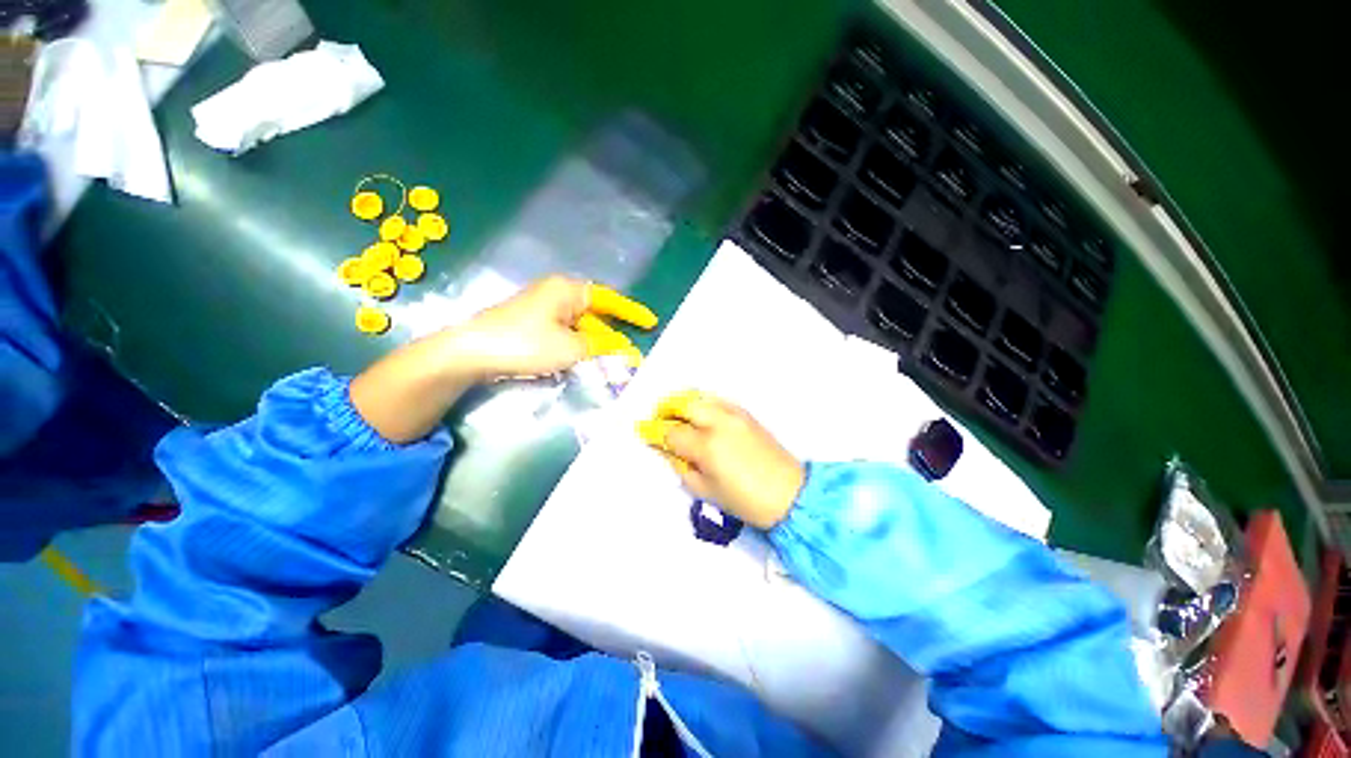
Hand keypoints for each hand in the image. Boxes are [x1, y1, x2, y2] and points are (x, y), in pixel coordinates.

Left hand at [448, 276, 657, 379]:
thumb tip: (624, 349)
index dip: (632, 312)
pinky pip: (563, 333)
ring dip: (592, 344)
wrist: (471, 352)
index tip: (650, 322)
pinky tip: (579, 362)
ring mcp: (541, 308)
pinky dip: (575, 347)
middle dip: (611, 335)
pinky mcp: (530, 324)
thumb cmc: (526, 344)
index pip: (610, 299)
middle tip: (627, 354)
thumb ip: (602, 347)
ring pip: (578, 326)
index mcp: (568, 290)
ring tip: (606, 363)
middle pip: (594, 314)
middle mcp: (556, 294)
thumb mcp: (572, 348)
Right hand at [637, 391, 804, 529]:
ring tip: (677, 415)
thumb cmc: (744, 500)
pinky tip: (700, 416)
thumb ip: (680, 466)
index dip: (655, 433)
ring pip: (701, 397)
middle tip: (659, 420)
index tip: (645, 433)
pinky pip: (718, 400)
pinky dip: (703, 404)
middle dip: (666, 409)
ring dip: (684, 404)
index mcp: (707, 446)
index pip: (672, 432)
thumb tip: (665, 449)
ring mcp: (735, 415)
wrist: (788, 494)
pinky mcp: (746, 414)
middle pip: (684, 404)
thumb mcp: (705, 490)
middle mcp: (719, 423)